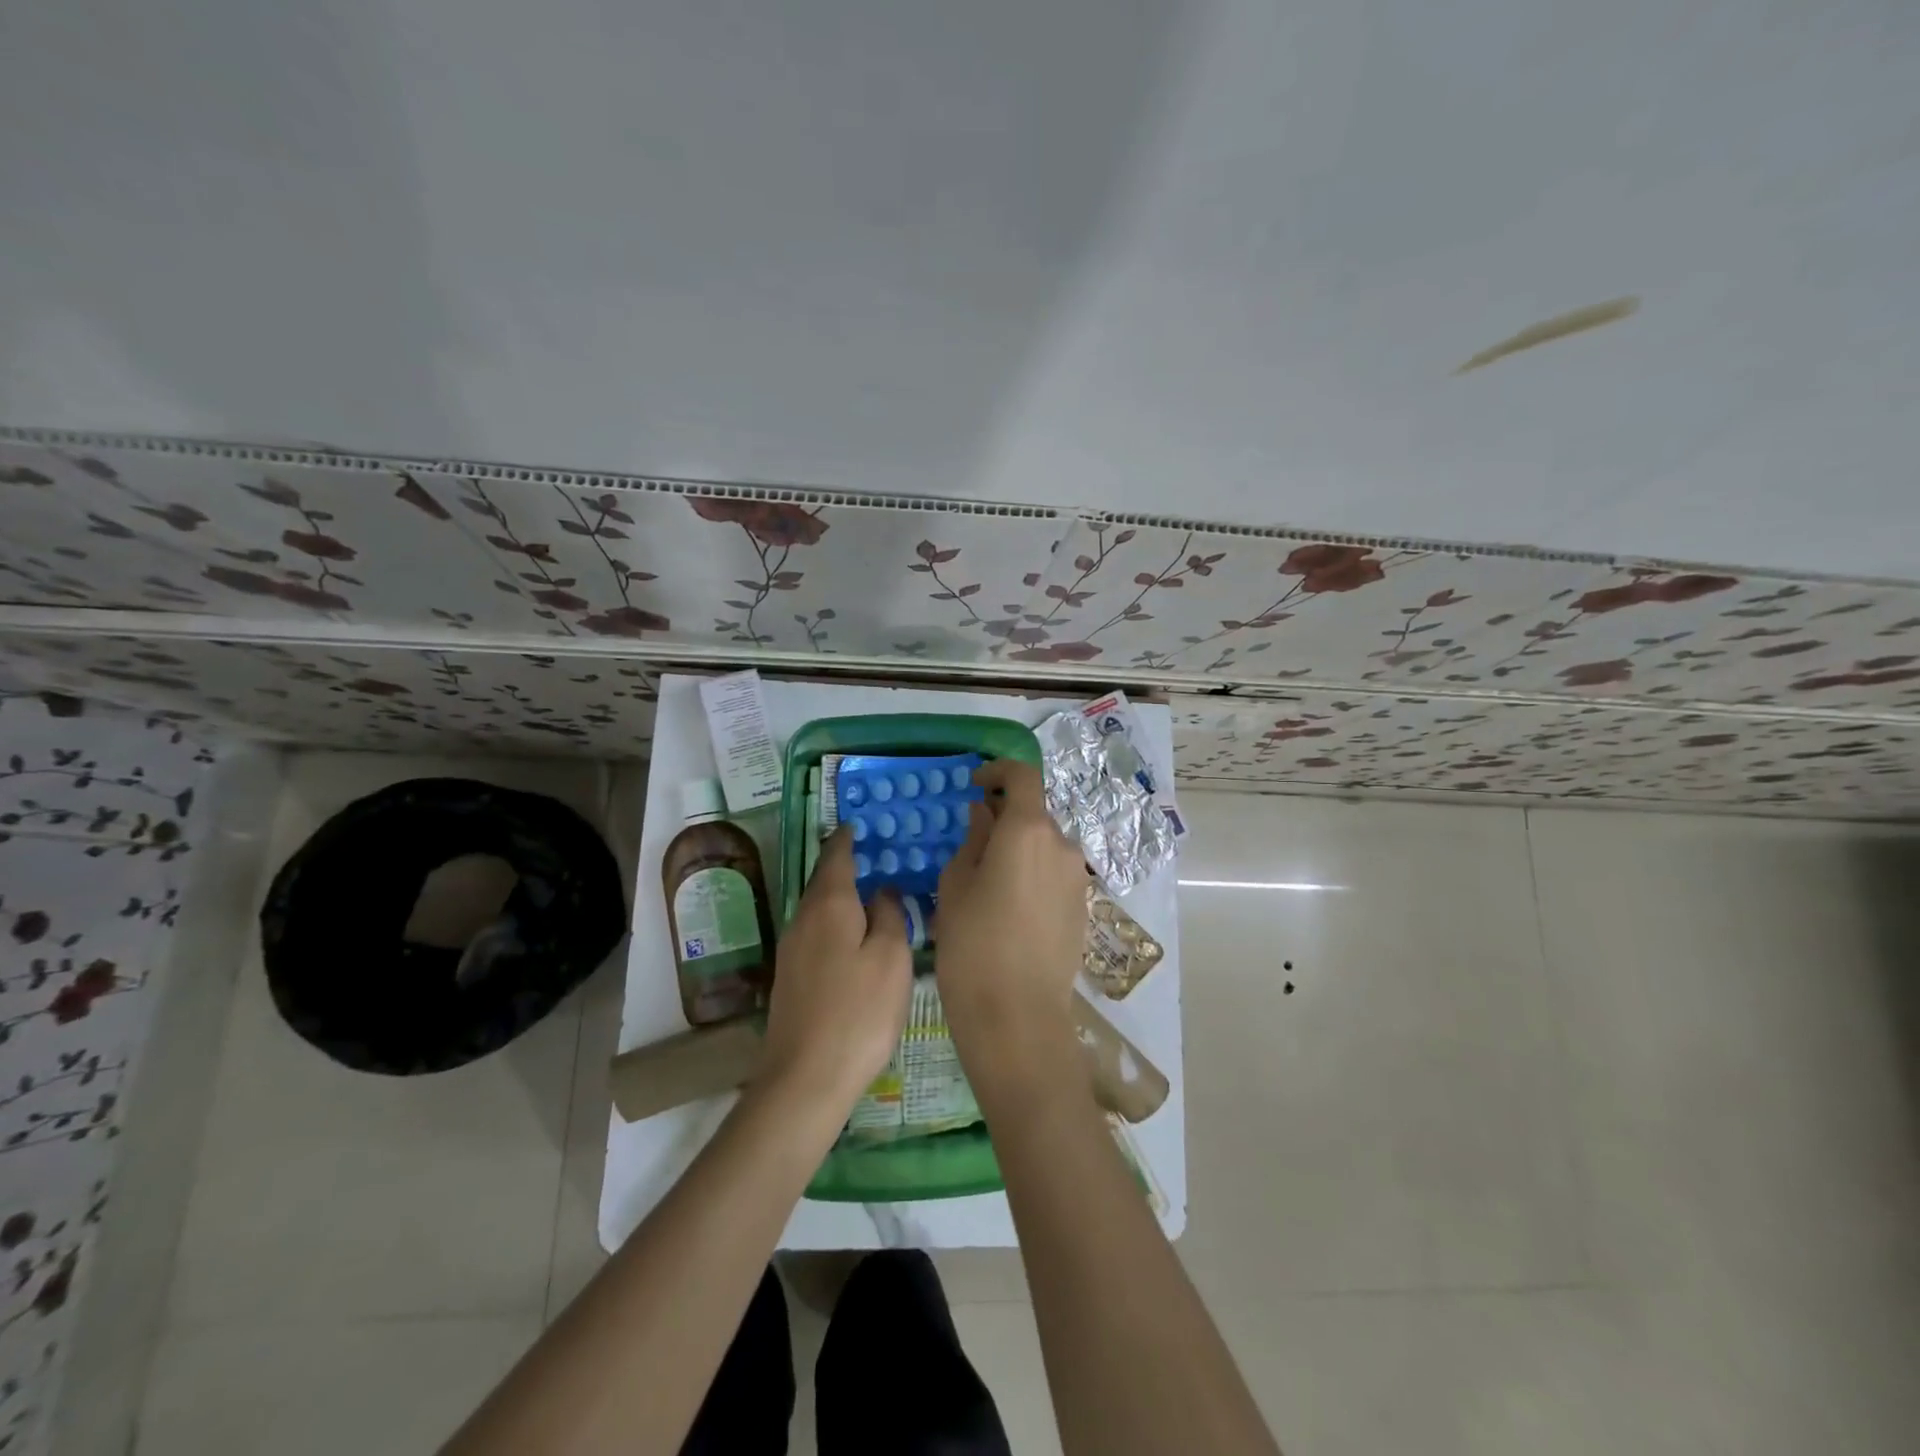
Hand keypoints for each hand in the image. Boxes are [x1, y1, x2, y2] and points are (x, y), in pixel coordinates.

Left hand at [759, 826, 911, 1110]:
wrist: (804, 1079)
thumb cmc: (858, 1013)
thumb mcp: (891, 959)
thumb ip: (889, 915)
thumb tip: (882, 890)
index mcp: (829, 905)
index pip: (836, 855)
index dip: (848, 837)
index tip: (861, 824)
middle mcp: (803, 918)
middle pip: (824, 880)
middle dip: (845, 865)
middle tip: (876, 856)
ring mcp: (791, 949)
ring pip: (819, 908)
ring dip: (842, 896)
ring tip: (871, 894)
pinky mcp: (790, 977)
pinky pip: (816, 932)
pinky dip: (836, 922)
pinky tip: (854, 937)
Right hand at [934, 760, 1088, 1065]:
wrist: (1017, 1017)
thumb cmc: (972, 945)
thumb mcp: (955, 885)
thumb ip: (972, 839)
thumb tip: (984, 814)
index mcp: (1027, 830)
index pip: (1022, 775)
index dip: (998, 771)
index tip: (975, 785)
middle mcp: (1061, 844)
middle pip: (1033, 813)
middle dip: (1004, 816)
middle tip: (970, 843)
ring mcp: (1078, 877)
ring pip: (1044, 845)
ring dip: (1018, 848)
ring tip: (987, 881)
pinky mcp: (1083, 907)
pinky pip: (1054, 873)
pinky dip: (1033, 872)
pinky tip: (1009, 907)